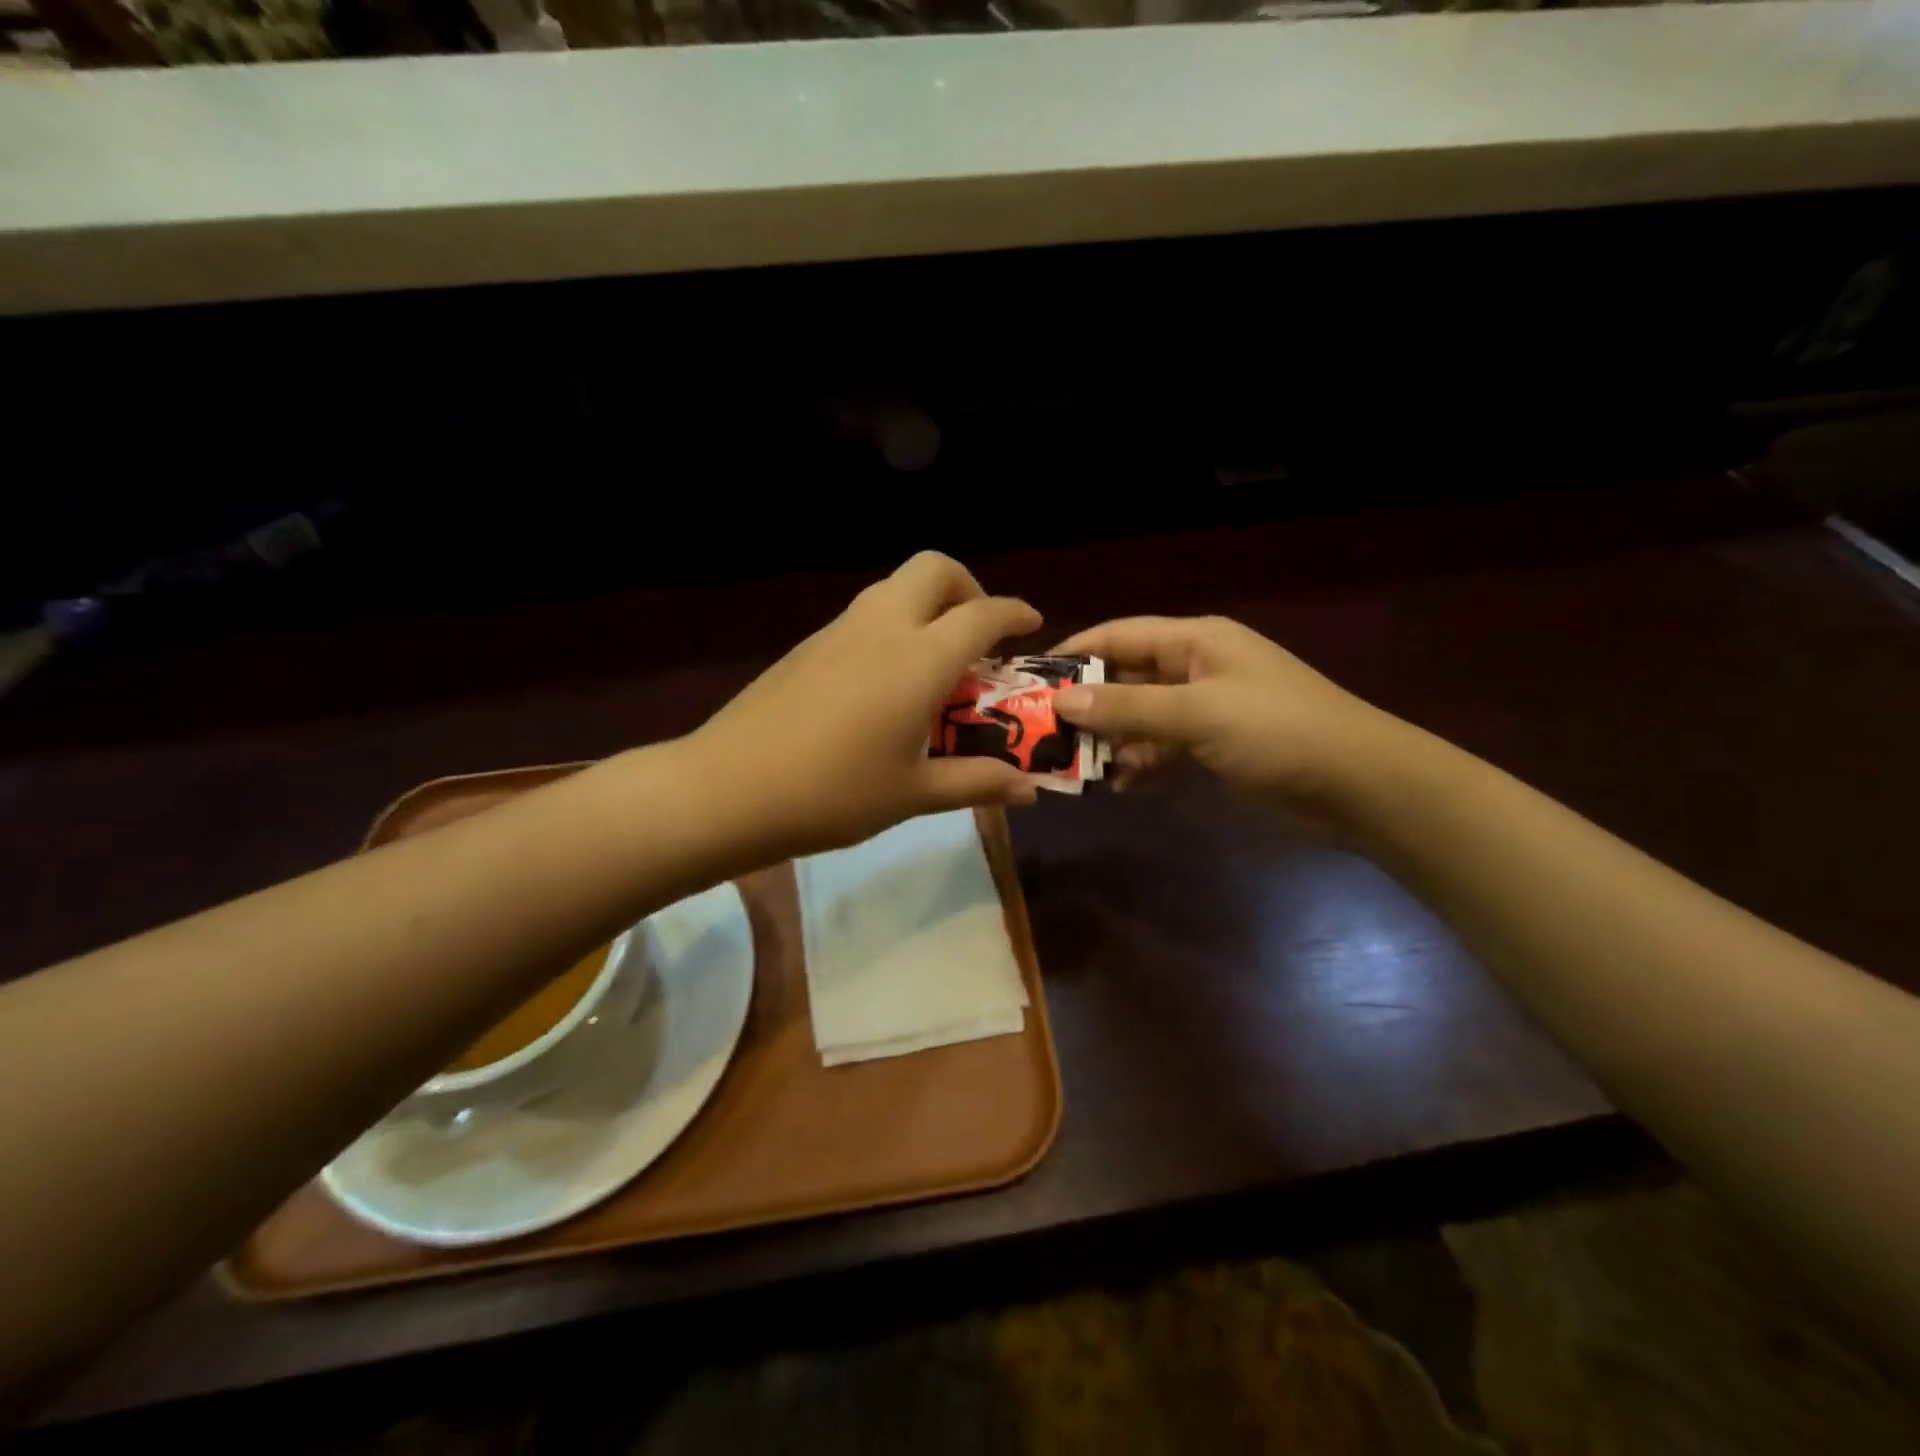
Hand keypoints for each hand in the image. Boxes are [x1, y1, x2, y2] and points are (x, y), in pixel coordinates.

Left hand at [690, 552, 1043, 858]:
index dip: (1014, 614)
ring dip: (928, 606)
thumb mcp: (914, 794)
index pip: (982, 614)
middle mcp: (882, 626)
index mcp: (919, 658)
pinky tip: (886, 682)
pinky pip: (866, 615)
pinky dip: (894, 626)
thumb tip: (1032, 790)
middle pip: (935, 569)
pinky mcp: (808, 645)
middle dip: (968, 589)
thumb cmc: (833, 793)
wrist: (728, 789)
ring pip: (895, 588)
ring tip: (937, 663)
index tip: (1032, 625)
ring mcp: (839, 630)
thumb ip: (978, 782)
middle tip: (978, 637)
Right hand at [1051, 615, 1414, 834]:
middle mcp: (1196, 668)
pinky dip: (1141, 764)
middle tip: (1042, 733)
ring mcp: (1207, 710)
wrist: (1359, 786)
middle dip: (1089, 705)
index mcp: (1195, 641)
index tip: (1031, 681)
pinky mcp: (1216, 747)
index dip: (1075, 654)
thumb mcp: (1198, 714)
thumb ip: (1128, 707)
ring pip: (1141, 718)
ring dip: (1112, 740)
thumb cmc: (1278, 732)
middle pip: (1126, 678)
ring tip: (1076, 767)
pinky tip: (1121, 786)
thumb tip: (1062, 703)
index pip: (1119, 635)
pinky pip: (1164, 749)